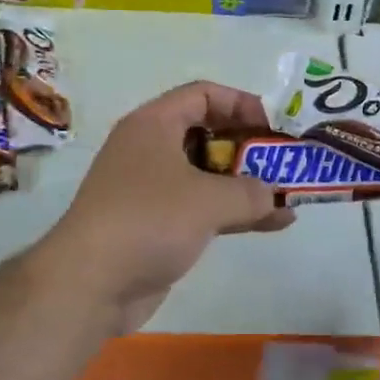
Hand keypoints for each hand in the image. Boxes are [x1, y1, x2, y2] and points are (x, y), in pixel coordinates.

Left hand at [41, 81, 294, 331]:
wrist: (89, 284)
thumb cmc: (148, 221)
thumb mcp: (208, 200)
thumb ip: (251, 191)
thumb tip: (273, 196)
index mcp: (154, 124)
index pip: (203, 95)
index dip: (242, 103)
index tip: (275, 125)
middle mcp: (151, 149)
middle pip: (208, 134)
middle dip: (251, 147)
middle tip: (286, 161)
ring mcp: (153, 189)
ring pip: (209, 174)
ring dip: (248, 183)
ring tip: (289, 194)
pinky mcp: (158, 224)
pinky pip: (204, 207)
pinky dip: (235, 211)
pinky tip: (275, 223)